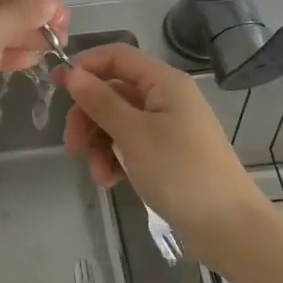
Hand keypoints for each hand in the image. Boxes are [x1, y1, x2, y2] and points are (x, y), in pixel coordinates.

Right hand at [56, 43, 275, 265]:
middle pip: (113, 91)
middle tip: (71, 146)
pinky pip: (130, 143)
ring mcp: (167, 126)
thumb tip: (71, 73)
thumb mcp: (134, 134)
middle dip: (88, 117)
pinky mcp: (167, 153)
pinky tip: (112, 181)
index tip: (54, 87)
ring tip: (100, 175)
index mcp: (164, 82)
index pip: (117, 56)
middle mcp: (166, 97)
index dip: (84, 66)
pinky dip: (116, 158)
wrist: (228, 227)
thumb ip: (100, 102)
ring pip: (117, 121)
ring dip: (100, 144)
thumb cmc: (180, 171)